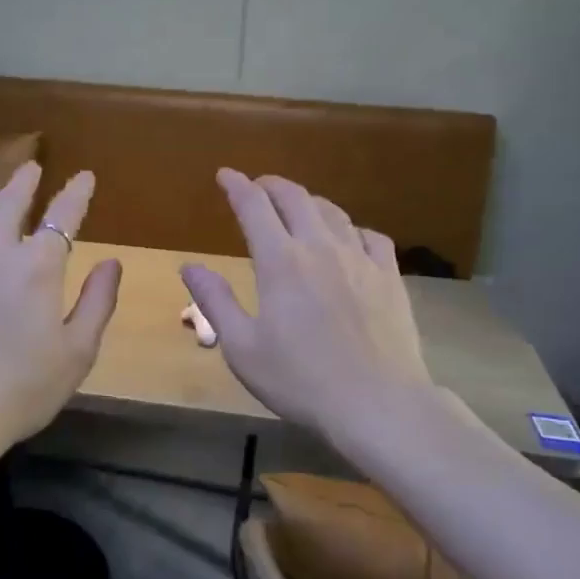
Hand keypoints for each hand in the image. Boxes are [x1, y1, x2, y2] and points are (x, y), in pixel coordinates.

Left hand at [0, 163, 121, 444]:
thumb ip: (97, 302)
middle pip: (11, 202)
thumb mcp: (77, 352)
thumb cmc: (22, 389)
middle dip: (25, 181)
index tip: (85, 176)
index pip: (63, 215)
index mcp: (38, 266)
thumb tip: (112, 262)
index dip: (76, 193)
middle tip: (31, 167)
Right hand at [182, 170, 433, 443]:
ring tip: (298, 207)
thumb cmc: (300, 380)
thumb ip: (215, 301)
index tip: (225, 175)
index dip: (237, 186)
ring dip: (309, 202)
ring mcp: (360, 259)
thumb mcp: (242, 347)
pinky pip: (370, 236)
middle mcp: (320, 248)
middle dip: (272, 185)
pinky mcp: (390, 276)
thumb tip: (189, 265)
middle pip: (295, 198)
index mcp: (280, 262)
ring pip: (333, 212)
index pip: (254, 207)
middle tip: (258, 186)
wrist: (378, 403)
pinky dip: (350, 228)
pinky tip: (349, 239)